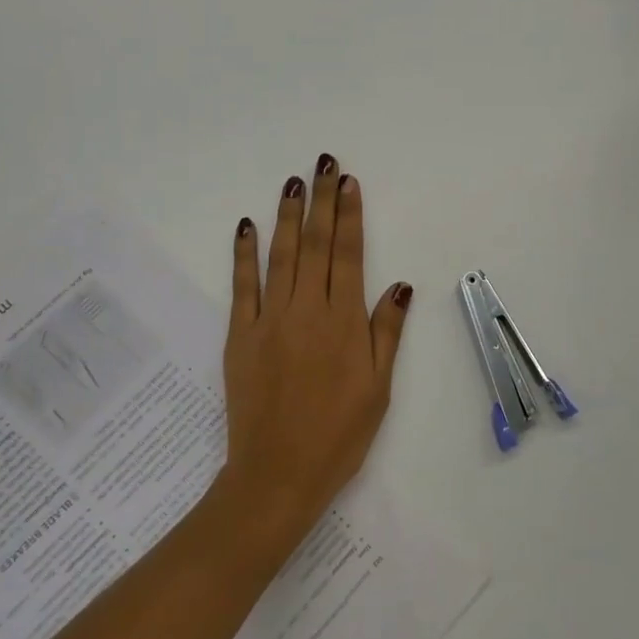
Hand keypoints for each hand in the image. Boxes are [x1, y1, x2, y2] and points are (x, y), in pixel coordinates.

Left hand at [213, 154, 411, 551]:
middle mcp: (307, 311)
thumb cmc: (338, 435)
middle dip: (321, 201)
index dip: (349, 216)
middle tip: (324, 163)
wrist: (277, 475)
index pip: (348, 255)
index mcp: (344, 323)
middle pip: (314, 244)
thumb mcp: (378, 388)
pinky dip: (244, 254)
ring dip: (287, 215)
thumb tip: (398, 285)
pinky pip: (242, 286)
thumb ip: (386, 333)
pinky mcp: (239, 336)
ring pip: (280, 256)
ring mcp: (269, 321)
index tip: (349, 183)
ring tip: (293, 181)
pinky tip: (247, 226)